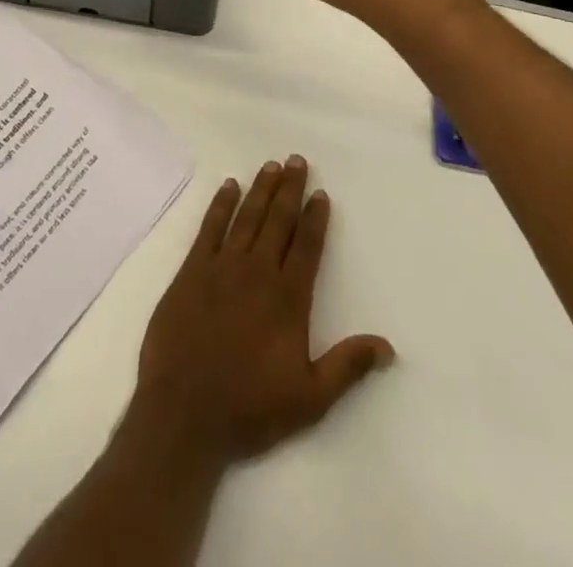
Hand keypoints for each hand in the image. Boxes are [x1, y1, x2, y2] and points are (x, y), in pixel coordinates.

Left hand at [130, 157, 393, 466]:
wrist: (184, 412)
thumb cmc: (249, 407)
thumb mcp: (310, 399)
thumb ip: (348, 367)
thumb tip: (388, 346)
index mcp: (288, 298)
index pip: (306, 246)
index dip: (315, 218)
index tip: (321, 193)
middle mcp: (258, 271)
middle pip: (278, 220)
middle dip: (290, 189)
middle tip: (297, 159)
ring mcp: (222, 266)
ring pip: (247, 217)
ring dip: (261, 189)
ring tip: (272, 165)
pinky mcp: (192, 270)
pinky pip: (210, 227)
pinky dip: (220, 205)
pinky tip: (229, 186)